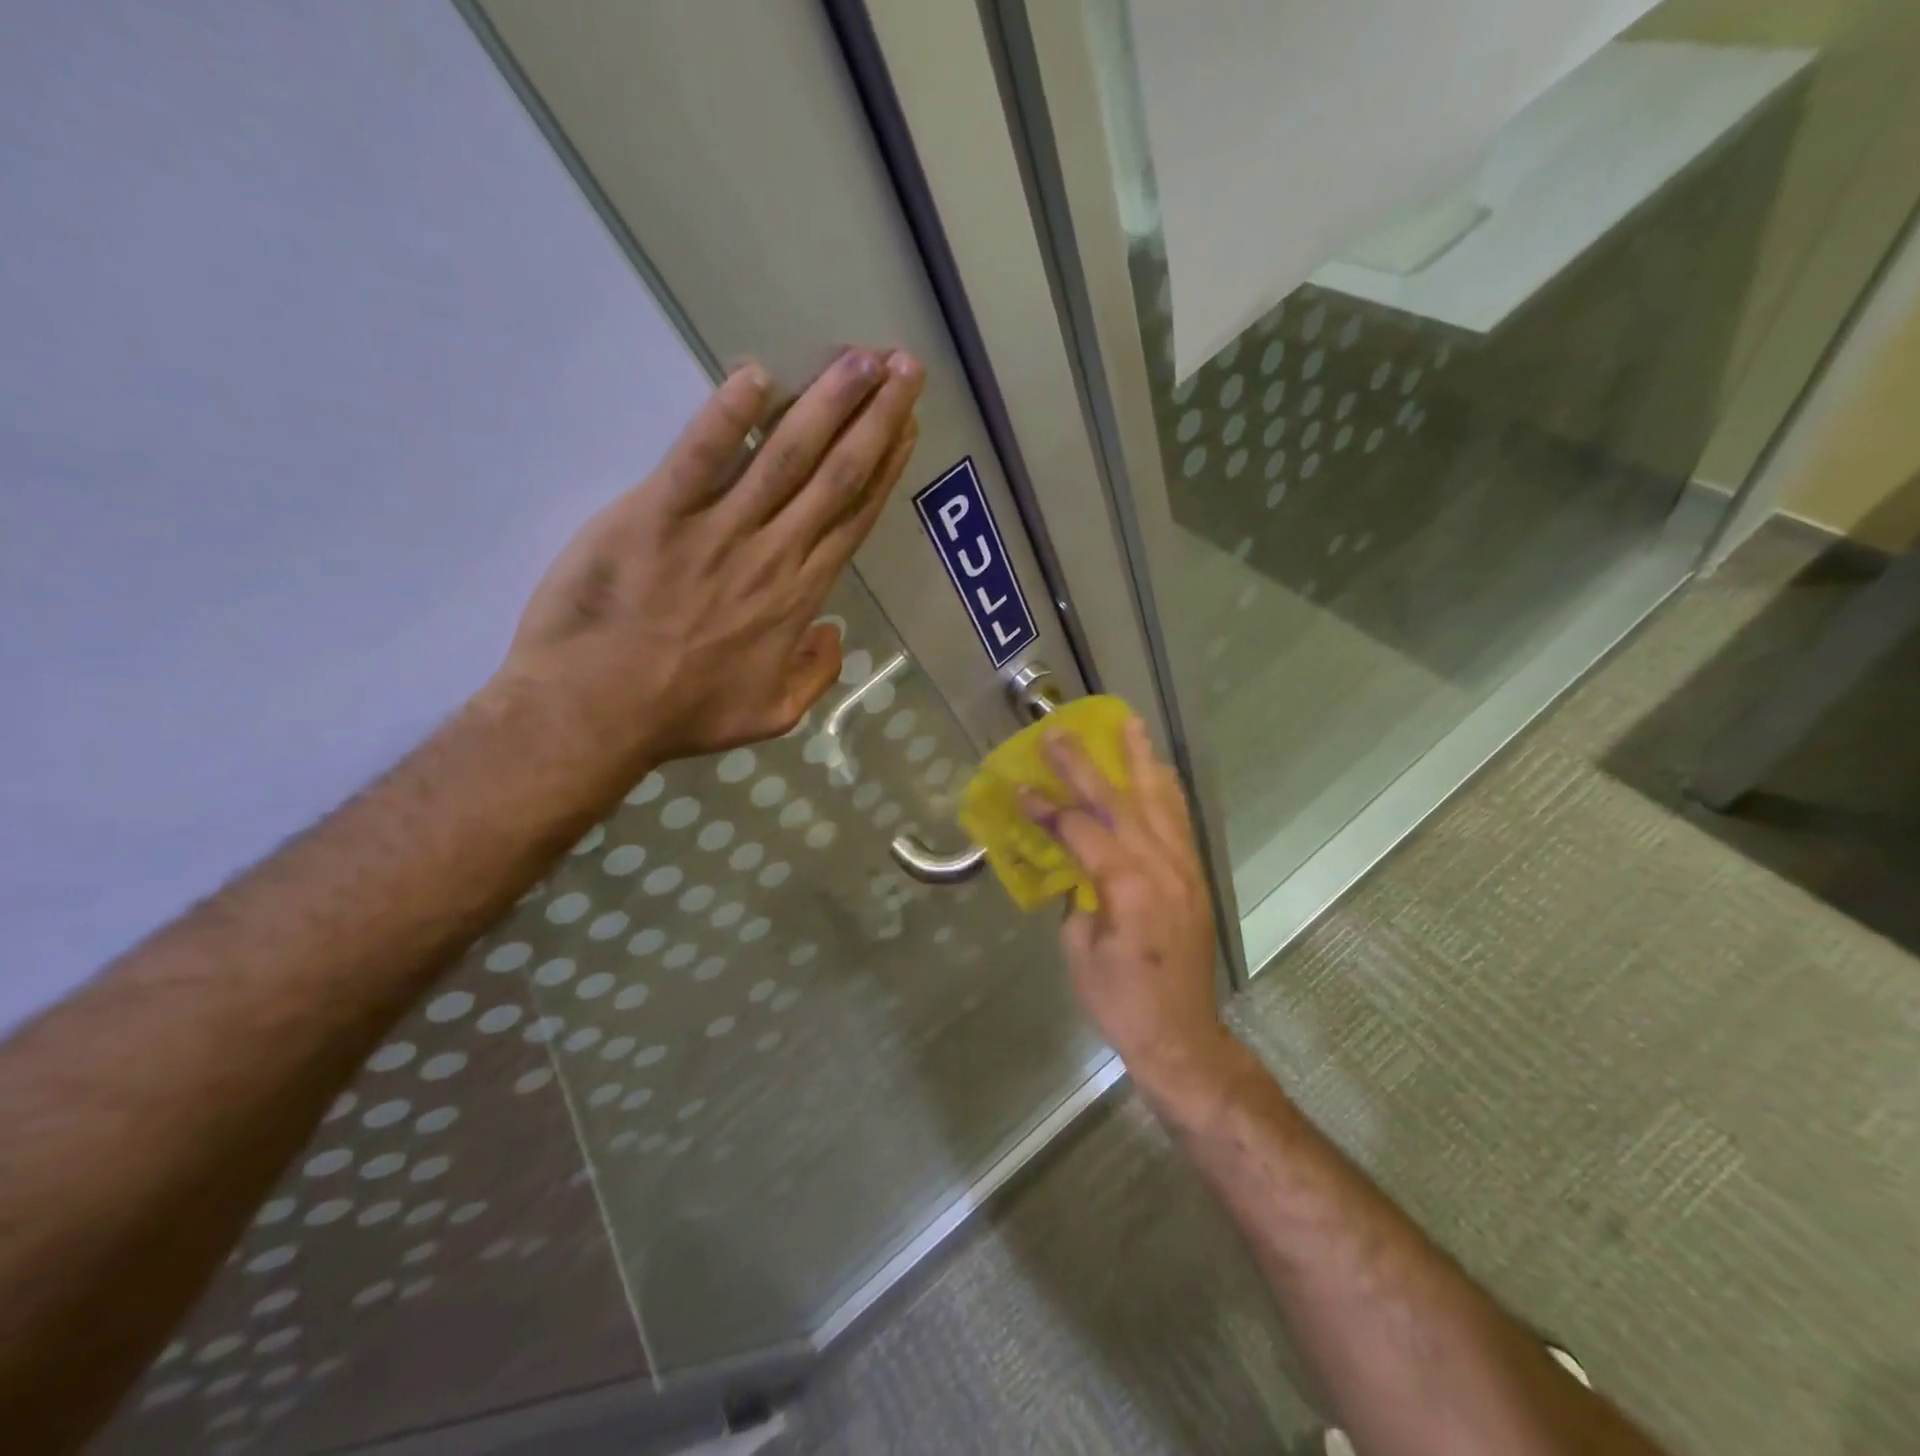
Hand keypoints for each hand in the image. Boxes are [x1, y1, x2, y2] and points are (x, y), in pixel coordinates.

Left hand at [497, 348, 923, 777]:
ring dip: (827, 403)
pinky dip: (727, 415)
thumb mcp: (771, 715)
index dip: (885, 468)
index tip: (907, 426)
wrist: (594, 712)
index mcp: (799, 598)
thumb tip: (834, 633)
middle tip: (903, 367)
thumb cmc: (683, 715)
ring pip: (785, 457)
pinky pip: (698, 456)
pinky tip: (757, 375)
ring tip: (861, 357)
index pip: (853, 520)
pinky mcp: (656, 514)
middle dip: (875, 417)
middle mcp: (772, 555)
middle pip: (835, 476)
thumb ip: (815, 675)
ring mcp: (716, 531)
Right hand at [1029, 718, 1233, 1094]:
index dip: (1047, 808)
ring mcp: (1184, 868)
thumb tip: (1077, 865)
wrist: (1179, 1035)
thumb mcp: (1078, 948)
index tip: (1021, 788)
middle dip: (1086, 765)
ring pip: (1159, 801)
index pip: (1081, 829)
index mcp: (1127, 884)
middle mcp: (1161, 865)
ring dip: (1140, 760)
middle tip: (1060, 733)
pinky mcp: (1194, 876)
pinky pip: (1178, 821)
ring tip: (1128, 724)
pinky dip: (1165, 790)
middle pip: (1120, 801)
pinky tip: (1157, 771)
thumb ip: (1078, 894)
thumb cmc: (1118, 999)